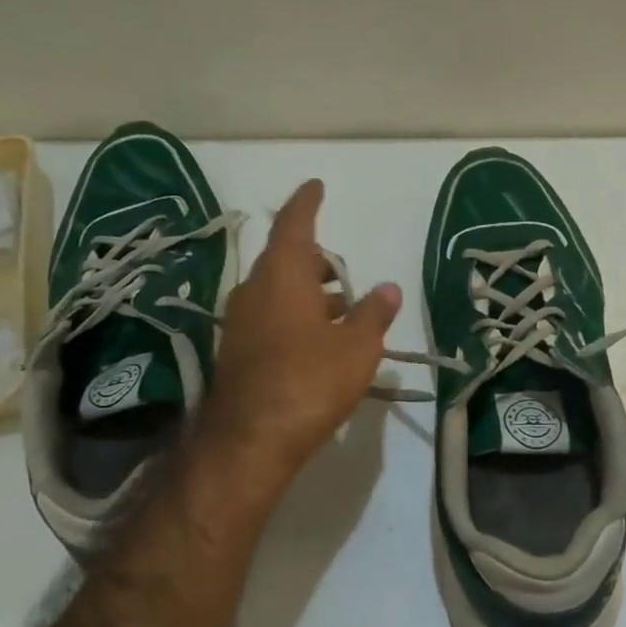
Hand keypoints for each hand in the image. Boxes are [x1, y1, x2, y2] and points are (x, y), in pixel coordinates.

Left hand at [197, 179, 400, 488]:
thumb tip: (388, 288)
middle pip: (285, 260)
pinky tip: (318, 342)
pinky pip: (270, 317)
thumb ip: (374, 314)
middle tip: (345, 274)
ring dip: (308, 293)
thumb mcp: (357, 348)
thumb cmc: (310, 382)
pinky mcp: (237, 351)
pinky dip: (295, 317)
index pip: (295, 225)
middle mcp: (254, 290)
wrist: (251, 440)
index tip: (316, 186)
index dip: (307, 203)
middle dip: (316, 260)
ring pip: (277, 291)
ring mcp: (240, 322)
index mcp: (282, 276)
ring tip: (342, 312)